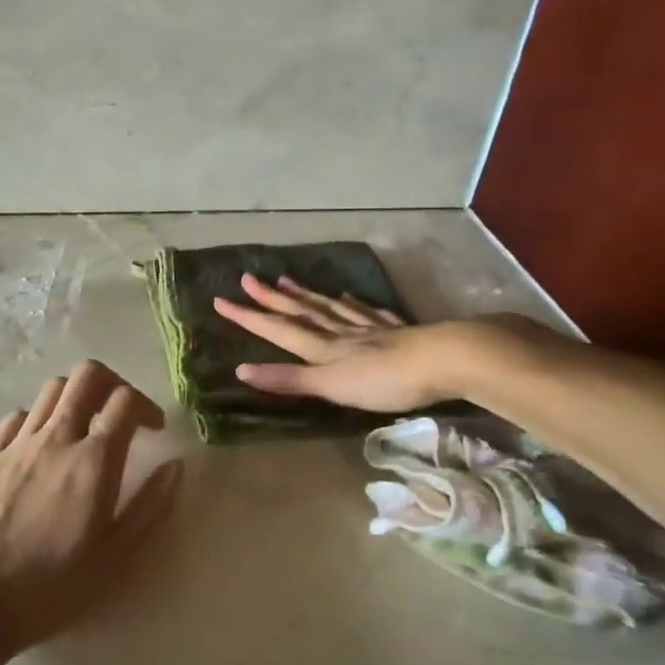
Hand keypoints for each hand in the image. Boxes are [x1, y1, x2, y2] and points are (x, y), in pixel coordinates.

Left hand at [0, 361, 182, 654]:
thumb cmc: (50, 588)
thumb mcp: (114, 559)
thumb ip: (149, 507)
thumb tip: (176, 466)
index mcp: (93, 461)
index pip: (125, 401)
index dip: (146, 406)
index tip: (153, 430)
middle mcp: (56, 439)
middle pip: (87, 376)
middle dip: (112, 384)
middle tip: (119, 414)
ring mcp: (16, 443)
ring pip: (52, 389)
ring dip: (76, 397)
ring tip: (83, 429)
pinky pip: (18, 416)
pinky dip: (39, 419)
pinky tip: (41, 448)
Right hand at [213, 274, 481, 412]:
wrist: (444, 360)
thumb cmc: (385, 380)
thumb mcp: (332, 386)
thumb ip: (289, 379)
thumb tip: (240, 370)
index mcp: (323, 347)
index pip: (278, 329)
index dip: (249, 316)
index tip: (220, 300)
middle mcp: (340, 332)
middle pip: (300, 311)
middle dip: (271, 298)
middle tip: (247, 278)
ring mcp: (369, 328)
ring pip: (329, 307)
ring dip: (305, 294)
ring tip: (285, 278)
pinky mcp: (395, 330)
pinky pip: (365, 312)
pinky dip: (350, 303)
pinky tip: (346, 295)